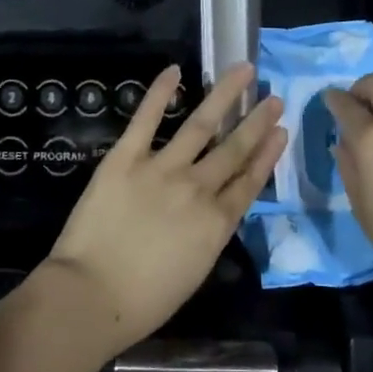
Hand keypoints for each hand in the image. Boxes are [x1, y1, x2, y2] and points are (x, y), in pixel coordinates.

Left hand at [42, 64, 285, 354]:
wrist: (91, 296)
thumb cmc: (142, 302)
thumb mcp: (193, 272)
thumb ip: (208, 235)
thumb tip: (214, 210)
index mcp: (215, 223)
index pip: (249, 181)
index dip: (267, 154)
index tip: (281, 131)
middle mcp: (197, 188)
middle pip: (233, 148)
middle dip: (257, 121)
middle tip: (273, 97)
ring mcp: (162, 168)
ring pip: (201, 124)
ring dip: (225, 95)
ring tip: (244, 71)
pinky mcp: (126, 157)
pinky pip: (146, 119)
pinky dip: (160, 92)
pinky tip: (174, 69)